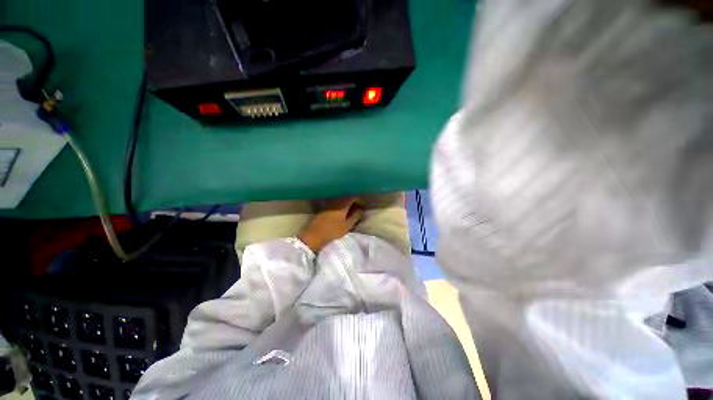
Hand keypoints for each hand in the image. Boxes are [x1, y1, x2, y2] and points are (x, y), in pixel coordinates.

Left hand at [298, 197, 364, 252]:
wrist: (313, 236)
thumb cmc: (332, 231)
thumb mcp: (347, 226)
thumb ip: (355, 216)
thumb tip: (361, 210)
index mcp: (342, 204)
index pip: (353, 197)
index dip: (359, 201)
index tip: (363, 207)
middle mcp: (335, 201)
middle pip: (346, 198)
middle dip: (353, 202)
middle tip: (357, 209)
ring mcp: (327, 204)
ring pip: (339, 201)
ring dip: (346, 205)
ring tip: (350, 212)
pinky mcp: (322, 209)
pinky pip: (334, 204)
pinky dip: (339, 207)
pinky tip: (340, 214)